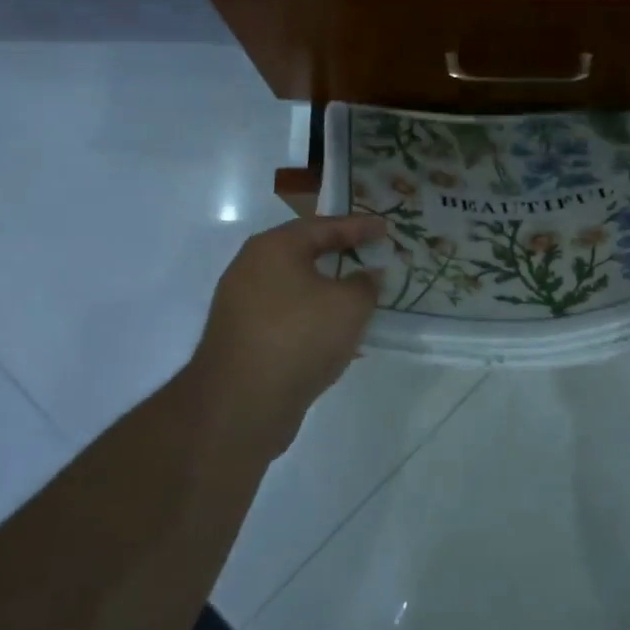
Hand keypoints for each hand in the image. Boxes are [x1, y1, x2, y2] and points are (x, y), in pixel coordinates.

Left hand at [191, 214, 386, 435]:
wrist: (242, 403)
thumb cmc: (300, 336)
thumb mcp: (349, 305)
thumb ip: (366, 284)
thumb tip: (368, 276)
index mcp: (274, 248)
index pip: (324, 226)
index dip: (359, 226)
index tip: (386, 228)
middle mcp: (252, 269)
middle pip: (305, 254)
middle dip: (341, 257)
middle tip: (372, 257)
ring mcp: (242, 305)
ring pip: (297, 289)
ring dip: (329, 293)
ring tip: (362, 298)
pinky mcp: (243, 339)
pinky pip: (288, 318)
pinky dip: (315, 319)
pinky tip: (340, 337)